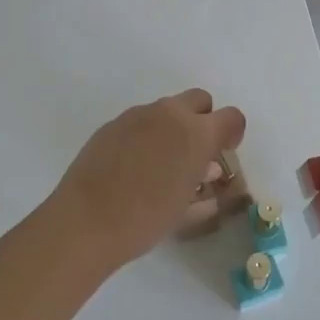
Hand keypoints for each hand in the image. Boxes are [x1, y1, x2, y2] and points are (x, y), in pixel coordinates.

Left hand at [49, 89, 247, 270]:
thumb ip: (203, 183)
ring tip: (160, 164)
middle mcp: (169, 114)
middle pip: (199, 100)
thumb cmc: (145, 219)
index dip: (232, 133)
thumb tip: (206, 169)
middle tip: (194, 153)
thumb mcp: (186, 208)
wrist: (86, 220)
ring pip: (167, 109)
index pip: (232, 117)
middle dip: (203, 120)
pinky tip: (132, 166)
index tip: (224, 153)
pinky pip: (140, 120)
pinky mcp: (113, 123)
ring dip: (172, 128)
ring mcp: (137, 115)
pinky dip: (146, 135)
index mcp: (196, 133)